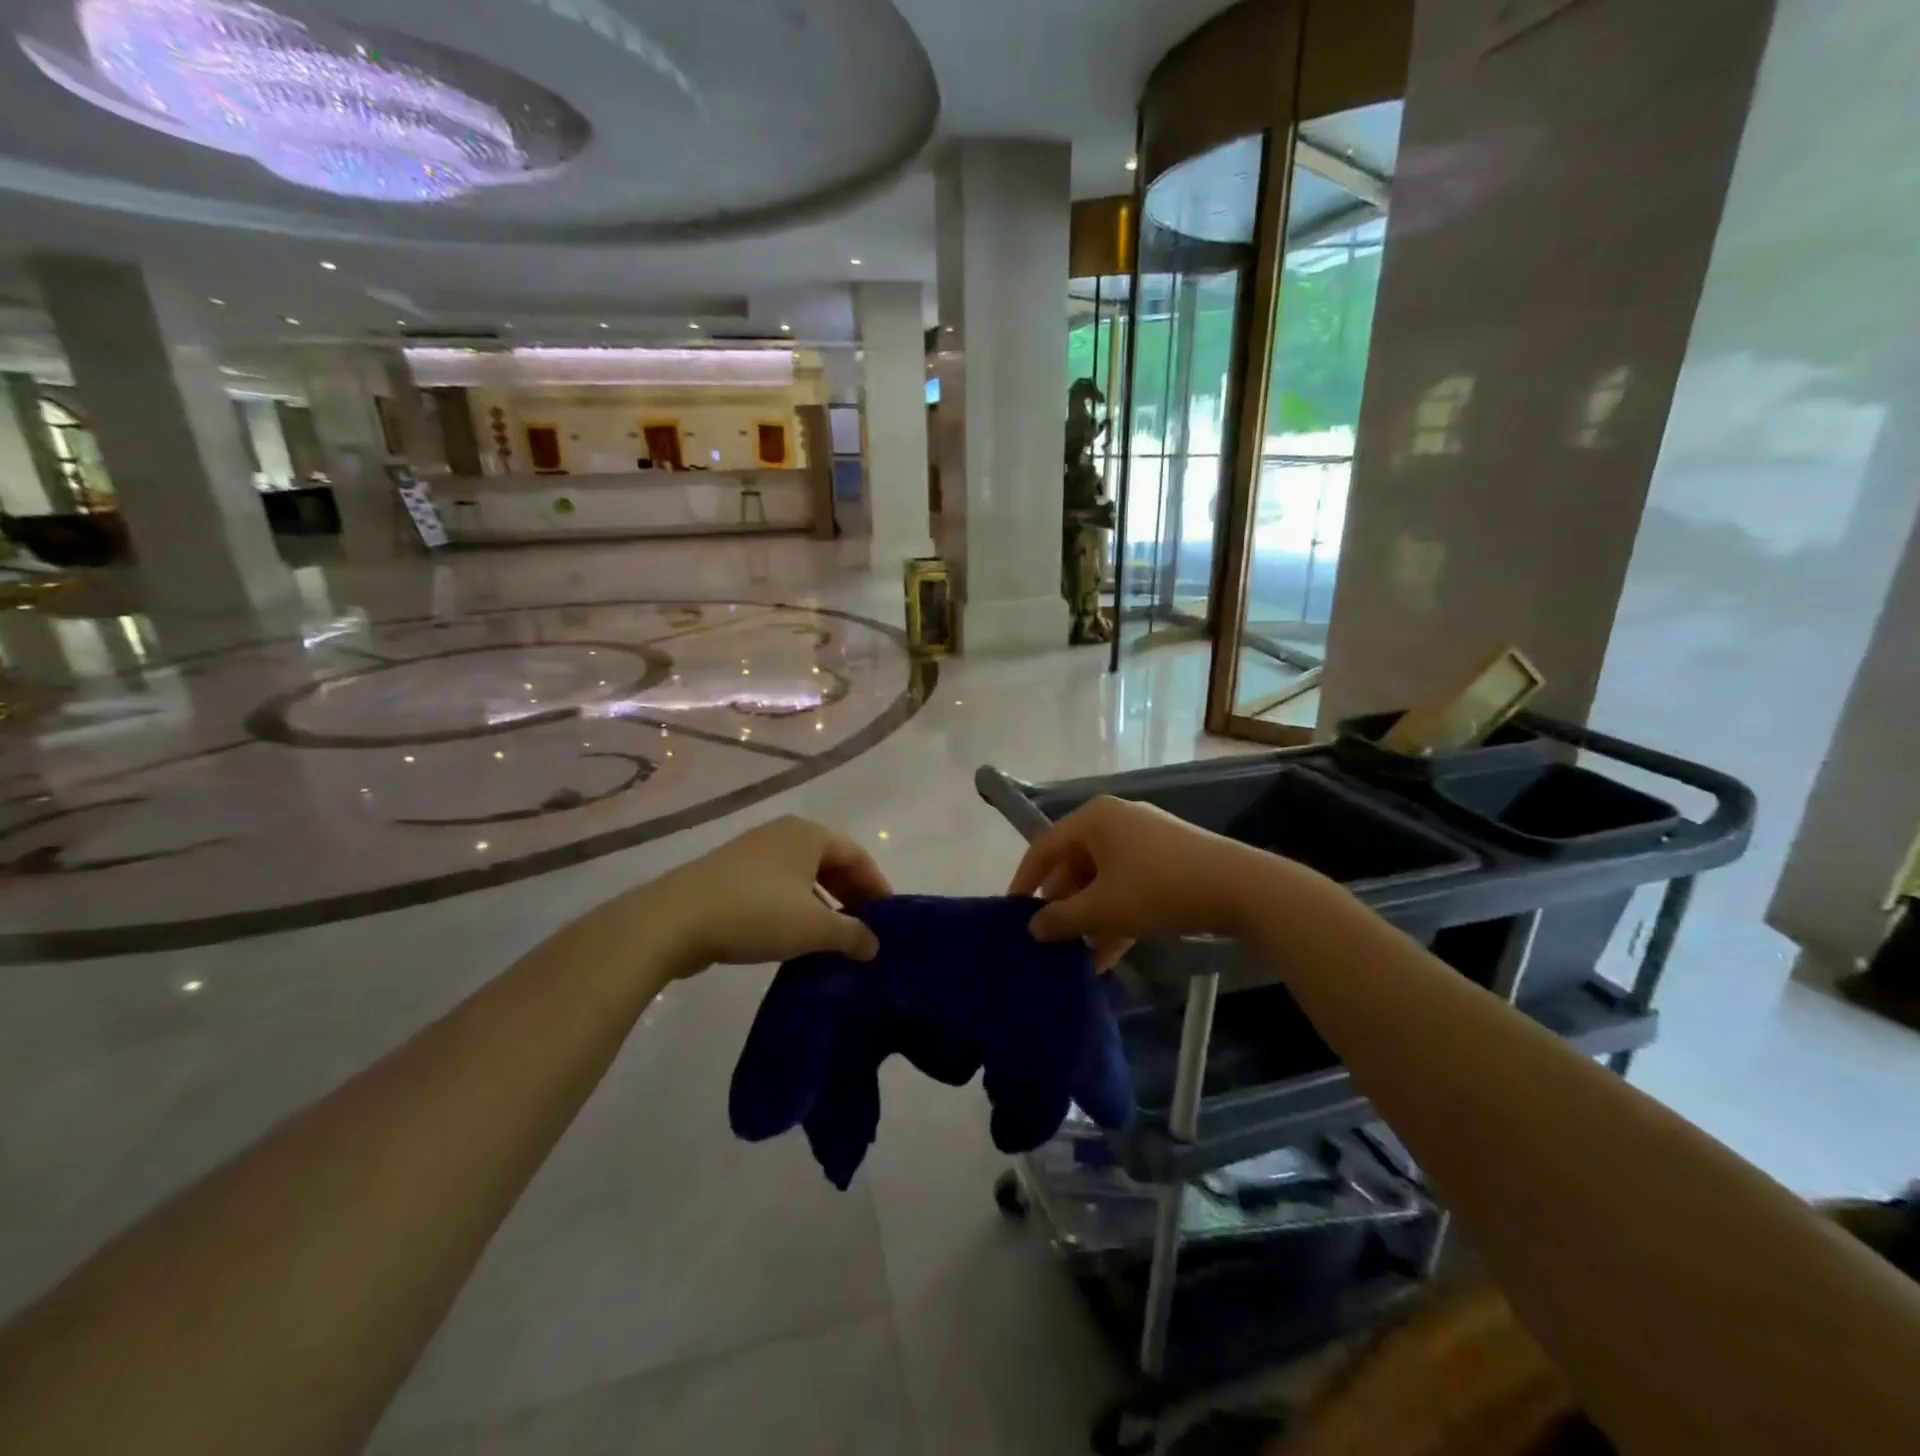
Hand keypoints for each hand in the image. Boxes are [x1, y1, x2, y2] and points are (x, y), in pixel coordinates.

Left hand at [653, 816, 889, 971]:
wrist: (674, 920)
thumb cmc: (756, 912)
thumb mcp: (813, 927)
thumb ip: (851, 934)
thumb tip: (874, 945)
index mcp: (808, 834)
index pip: (857, 855)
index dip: (876, 886)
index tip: (888, 918)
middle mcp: (783, 834)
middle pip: (830, 862)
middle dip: (850, 895)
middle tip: (864, 929)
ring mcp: (753, 853)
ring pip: (802, 876)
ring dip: (822, 904)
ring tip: (832, 938)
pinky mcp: (729, 875)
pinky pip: (777, 887)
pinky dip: (794, 908)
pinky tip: (795, 937)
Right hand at [1007, 796, 1265, 968]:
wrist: (1240, 888)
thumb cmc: (1159, 889)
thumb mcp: (1103, 909)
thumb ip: (1062, 919)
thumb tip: (1033, 927)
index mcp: (1094, 819)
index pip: (1044, 847)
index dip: (1025, 881)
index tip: (1012, 913)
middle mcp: (1115, 820)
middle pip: (1074, 864)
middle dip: (1063, 907)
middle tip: (1050, 941)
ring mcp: (1144, 839)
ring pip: (1103, 879)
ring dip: (1090, 918)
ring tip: (1078, 957)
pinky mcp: (1167, 859)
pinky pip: (1128, 884)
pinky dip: (1116, 915)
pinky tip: (1109, 956)